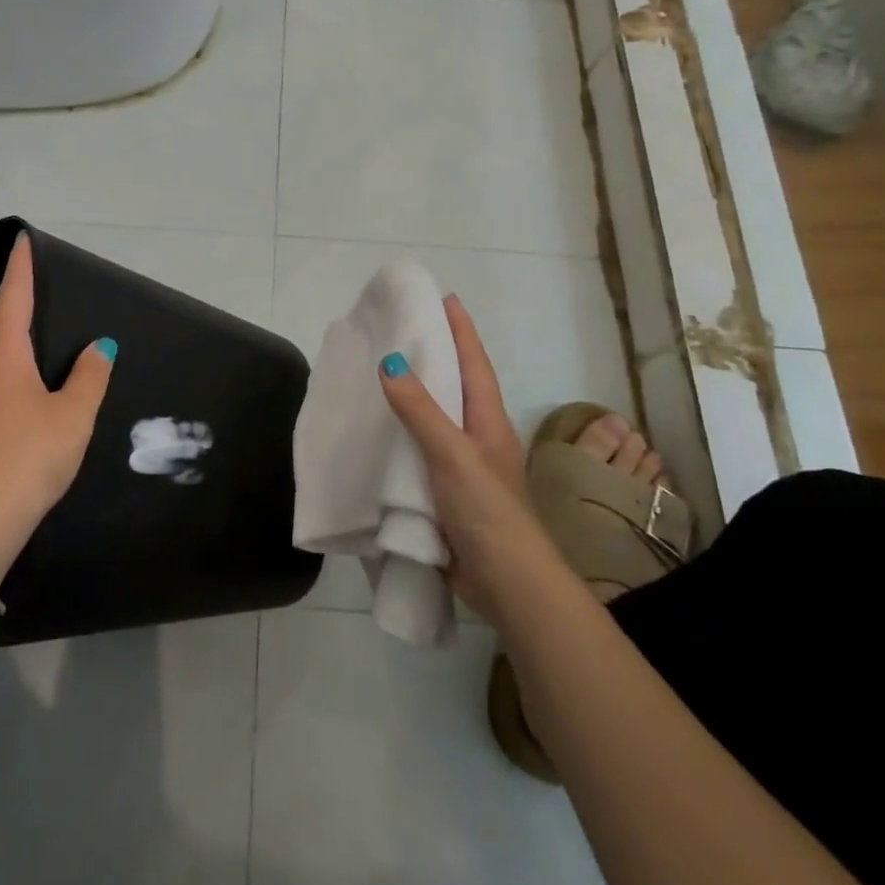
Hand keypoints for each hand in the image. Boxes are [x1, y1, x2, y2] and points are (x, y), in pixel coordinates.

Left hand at [0, 234, 116, 582]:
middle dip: (26, 309)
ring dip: (25, 348)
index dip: (20, 268)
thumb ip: (89, 377)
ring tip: (55, 345)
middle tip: (53, 295)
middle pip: (5, 327)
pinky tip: (39, 393)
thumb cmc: (28, 456)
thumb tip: (98, 347)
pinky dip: (20, 376)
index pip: (12, 298)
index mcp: (3, 355)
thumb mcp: (72, 415)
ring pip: (2, 360)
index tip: (21, 240)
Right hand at [378, 295, 542, 622]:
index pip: (474, 364)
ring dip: (414, 396)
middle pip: (455, 386)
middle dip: (435, 356)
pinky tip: (378, 435)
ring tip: (381, 373)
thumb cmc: (487, 511)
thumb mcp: (453, 455)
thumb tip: (390, 361)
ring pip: (435, 420)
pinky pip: (419, 452)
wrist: (506, 585)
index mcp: (487, 421)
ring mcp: (462, 467)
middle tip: (402, 329)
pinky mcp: (445, 494)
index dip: (461, 331)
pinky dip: (402, 436)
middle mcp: (477, 438)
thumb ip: (421, 411)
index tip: (445, 299)